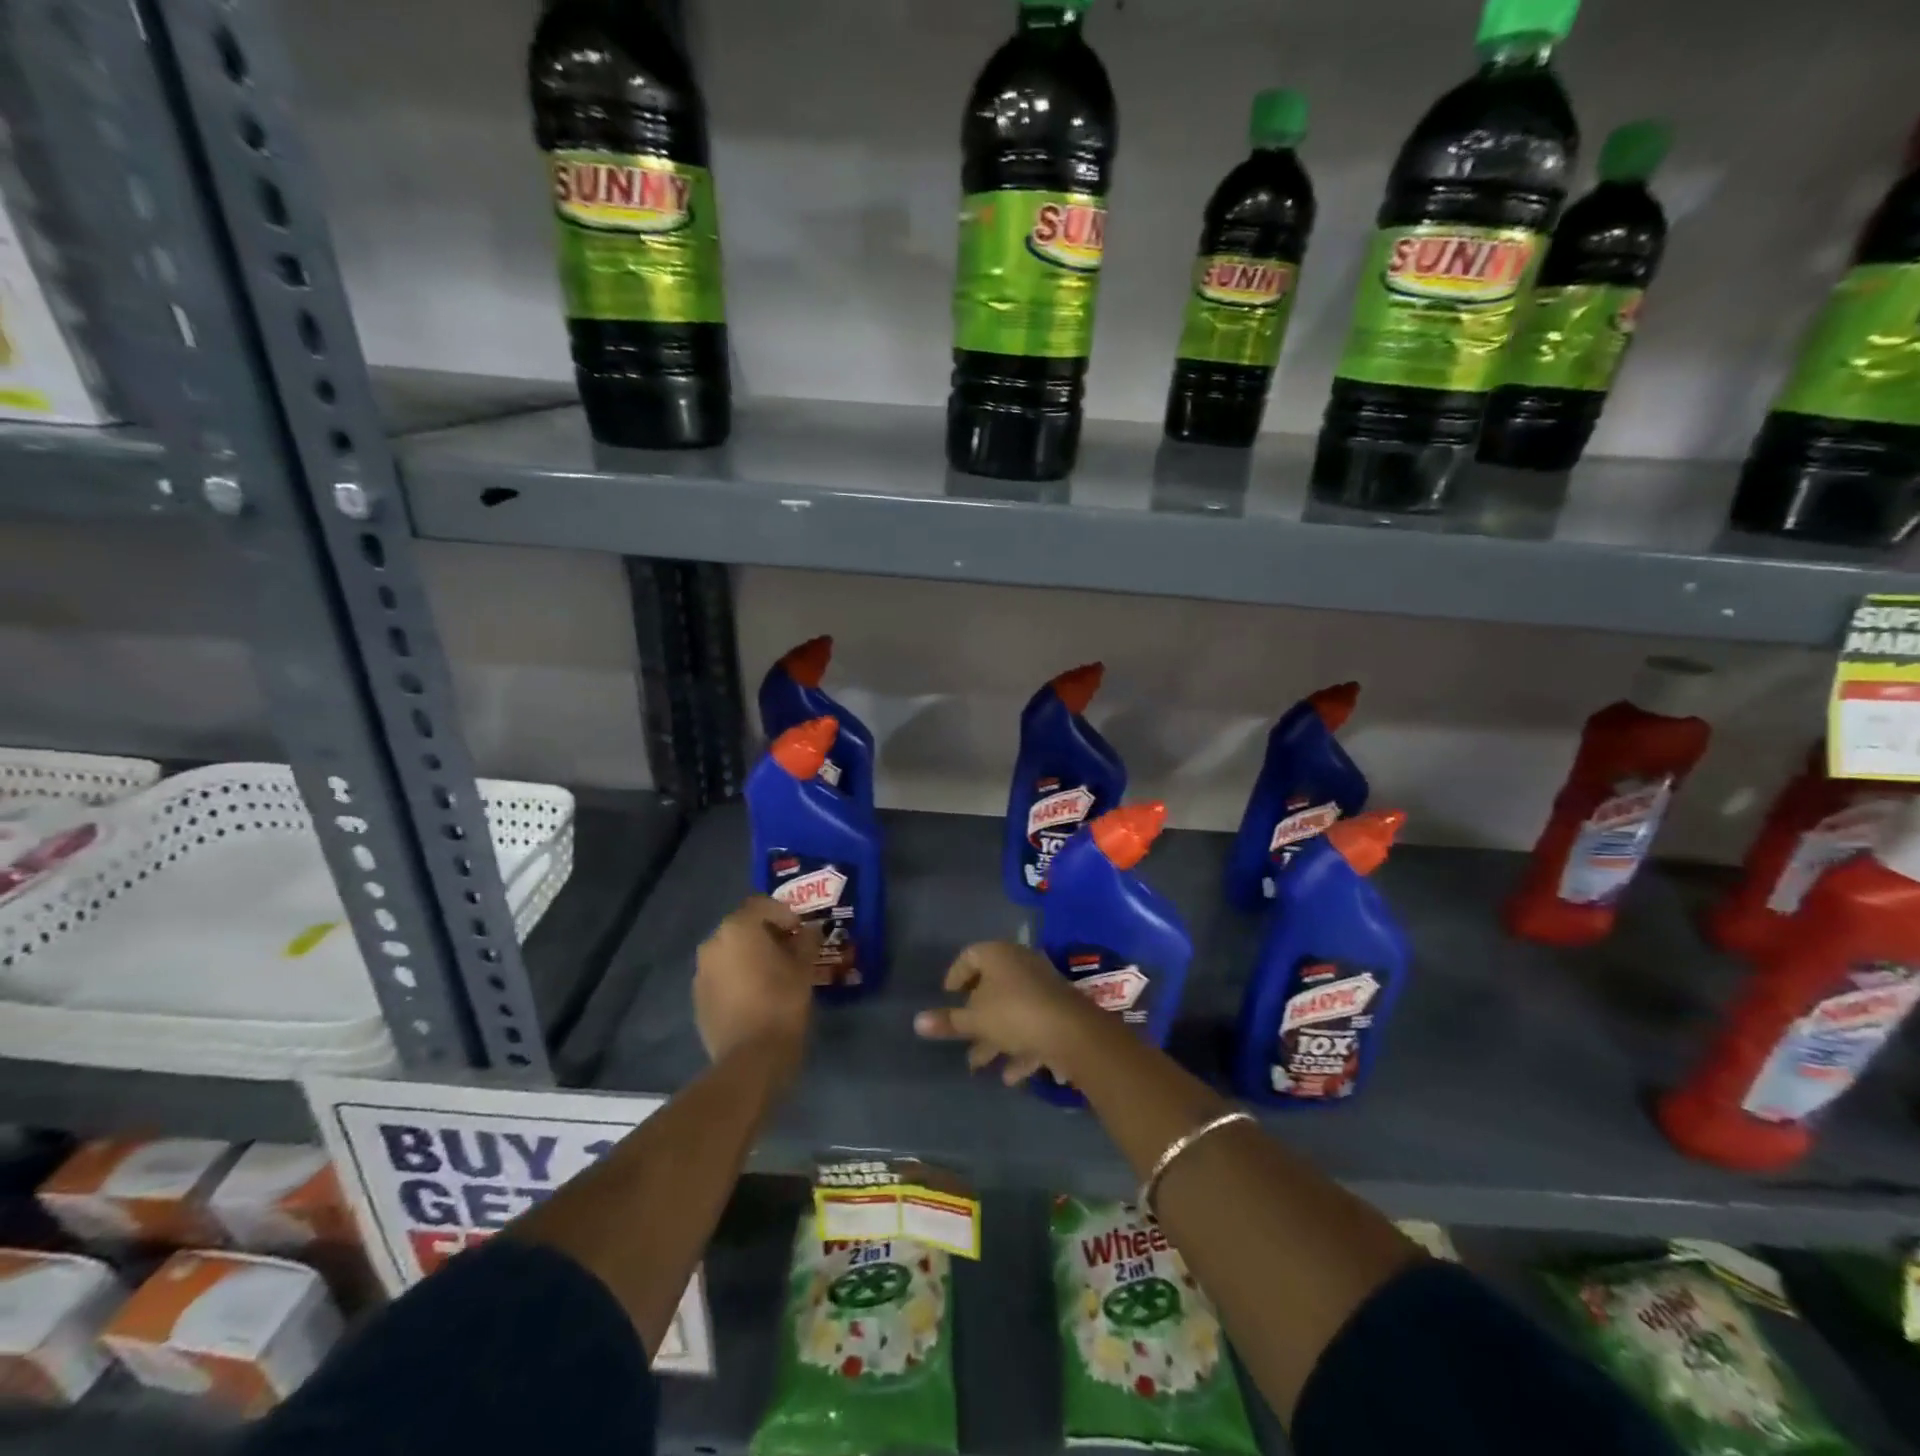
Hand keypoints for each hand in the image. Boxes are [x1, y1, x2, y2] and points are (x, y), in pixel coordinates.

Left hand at [694, 896, 819, 1073]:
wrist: (750, 1058)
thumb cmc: (782, 1002)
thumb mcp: (804, 967)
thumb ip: (807, 941)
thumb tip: (810, 930)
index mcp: (738, 928)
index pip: (761, 904)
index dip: (784, 913)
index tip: (801, 931)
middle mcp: (713, 943)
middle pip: (743, 926)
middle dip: (766, 933)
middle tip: (790, 949)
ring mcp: (701, 972)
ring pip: (730, 951)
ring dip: (750, 955)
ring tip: (774, 973)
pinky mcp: (698, 998)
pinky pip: (721, 975)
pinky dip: (738, 976)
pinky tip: (756, 994)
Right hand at [914, 941, 1103, 1085]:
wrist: (1071, 1031)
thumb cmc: (1014, 1014)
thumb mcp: (974, 1020)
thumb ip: (947, 1022)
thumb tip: (917, 1021)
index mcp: (998, 955)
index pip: (970, 956)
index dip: (956, 976)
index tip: (947, 997)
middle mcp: (1020, 963)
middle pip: (992, 985)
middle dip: (976, 1015)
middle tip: (961, 1034)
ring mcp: (1042, 986)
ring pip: (1012, 1009)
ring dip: (995, 1037)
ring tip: (978, 1064)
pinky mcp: (1058, 1009)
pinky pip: (1032, 1025)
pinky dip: (1020, 1047)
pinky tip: (1010, 1076)